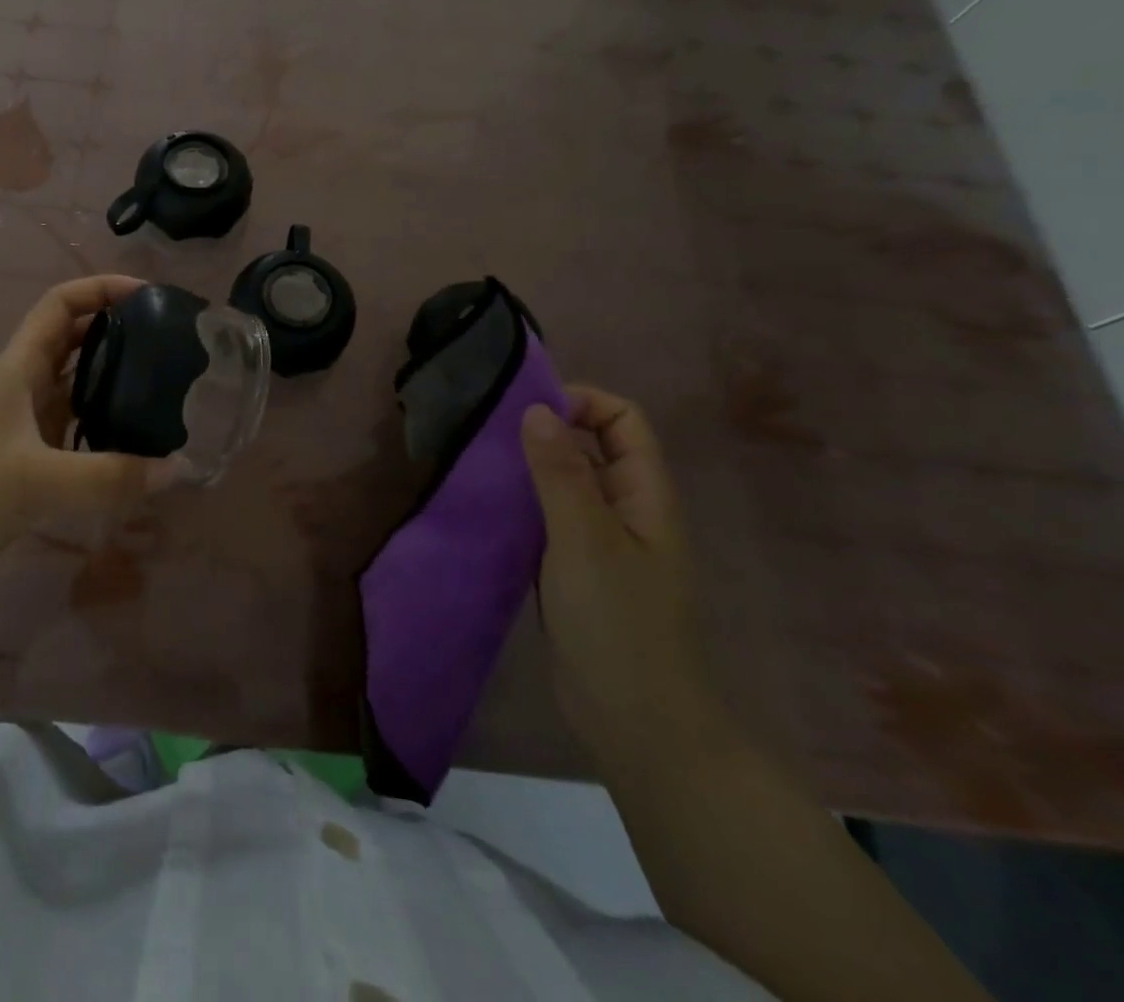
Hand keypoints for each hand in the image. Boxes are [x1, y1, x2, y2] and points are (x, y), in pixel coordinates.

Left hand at [0, 275, 173, 584]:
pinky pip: (72, 431)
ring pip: (75, 389)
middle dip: (118, 334)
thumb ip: (109, 477)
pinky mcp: (23, 459)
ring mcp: (21, 424)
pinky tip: (132, 448)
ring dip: (112, 384)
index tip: (149, 295)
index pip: (60, 305)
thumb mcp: (37, 480)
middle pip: (73, 342)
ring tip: (162, 393)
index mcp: (18, 369)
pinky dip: (101, 430)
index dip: (101, 289)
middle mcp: (21, 387)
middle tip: (169, 346)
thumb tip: (180, 470)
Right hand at [521, 387, 732, 776]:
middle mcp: (625, 508)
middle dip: (545, 430)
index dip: (580, 401)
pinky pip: (547, 517)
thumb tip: (536, 408)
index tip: (526, 411)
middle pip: (591, 445)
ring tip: (479, 465)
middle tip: (488, 435)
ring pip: (564, 481)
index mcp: (644, 493)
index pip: (622, 418)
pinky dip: (521, 503)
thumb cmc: (619, 624)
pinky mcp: (573, 568)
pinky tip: (487, 508)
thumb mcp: (586, 540)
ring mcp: (600, 540)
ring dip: (527, 468)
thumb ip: (561, 473)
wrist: (637, 723)